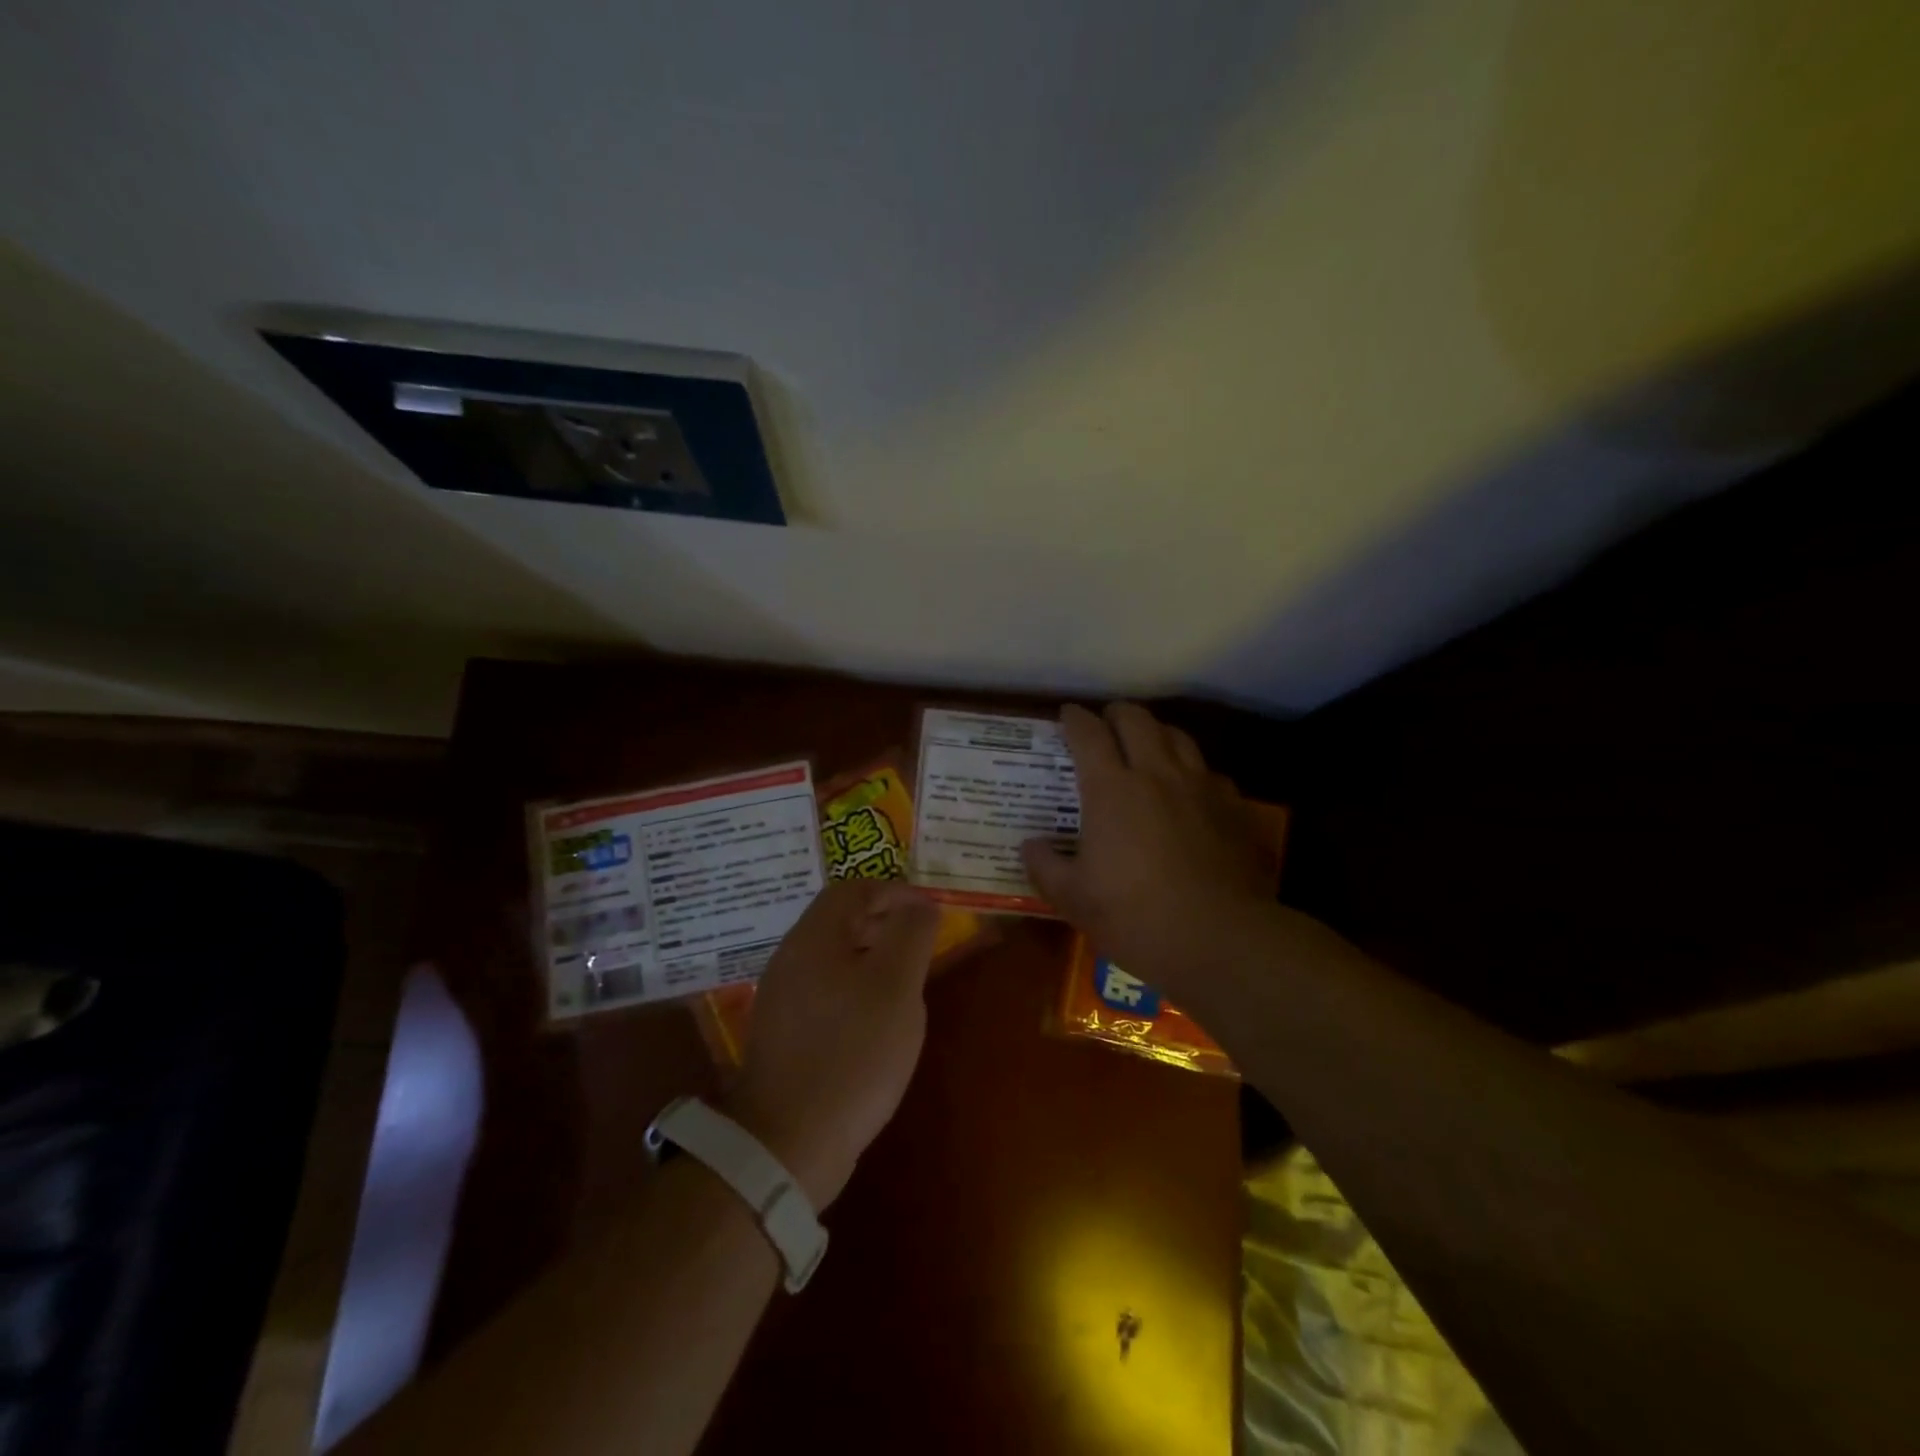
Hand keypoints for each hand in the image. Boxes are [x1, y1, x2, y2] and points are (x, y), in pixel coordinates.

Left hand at [726, 879, 939, 1209]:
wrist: (788, 1143)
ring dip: (871, 957)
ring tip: (906, 982)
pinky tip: (876, 1022)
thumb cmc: (852, 1053)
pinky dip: (855, 989)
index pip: (853, 889)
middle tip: (922, 944)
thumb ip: (911, 934)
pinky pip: (824, 991)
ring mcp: (782, 998)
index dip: (894, 891)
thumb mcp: (896, 986)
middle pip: (839, 920)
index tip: (929, 911)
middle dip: (884, 922)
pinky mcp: (784, 1034)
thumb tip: (921, 904)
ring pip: (833, 958)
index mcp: (813, 938)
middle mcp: (790, 958)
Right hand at [1021, 703, 1273, 993]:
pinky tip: (1189, 788)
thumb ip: (1044, 866)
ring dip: (1156, 732)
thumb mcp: (1073, 899)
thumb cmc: (1135, 917)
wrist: (1219, 939)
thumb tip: (1029, 845)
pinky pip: (1209, 771)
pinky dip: (1192, 768)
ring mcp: (1200, 787)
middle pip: (1137, 720)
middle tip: (1105, 723)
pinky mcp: (1233, 808)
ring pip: (1178, 736)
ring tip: (1146, 744)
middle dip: (1116, 713)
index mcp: (1112, 789)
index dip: (1075, 719)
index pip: (1089, 734)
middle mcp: (1157, 774)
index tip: (1067, 715)